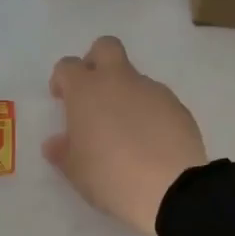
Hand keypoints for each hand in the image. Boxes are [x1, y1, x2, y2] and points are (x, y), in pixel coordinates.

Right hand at [44, 36, 206, 235]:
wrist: (170, 188)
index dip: (62, 80)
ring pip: (134, 77)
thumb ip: (63, 151)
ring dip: (125, 94)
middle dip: (96, 61)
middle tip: (93, 93)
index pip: (67, 66)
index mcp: (87, 91)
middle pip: (106, 47)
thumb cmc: (110, 177)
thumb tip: (56, 142)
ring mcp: (152, 91)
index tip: (61, 100)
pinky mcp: (178, 106)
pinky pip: (157, 100)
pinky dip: (149, 112)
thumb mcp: (76, 171)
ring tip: (126, 132)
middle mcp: (119, 81)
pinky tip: (150, 142)